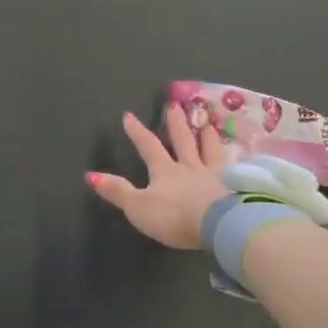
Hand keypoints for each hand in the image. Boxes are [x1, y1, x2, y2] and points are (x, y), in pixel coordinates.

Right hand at [86, 104, 229, 249]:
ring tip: (208, 123)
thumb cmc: (174, 216)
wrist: (218, 224)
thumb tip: (90, 175)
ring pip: (210, 150)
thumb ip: (117, 191)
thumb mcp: (138, 206)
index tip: (128, 115)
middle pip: (183, 140)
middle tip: (176, 104)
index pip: (148, 146)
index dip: (137, 132)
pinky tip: (238, 155)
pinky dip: (232, 159)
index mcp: (165, 171)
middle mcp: (190, 167)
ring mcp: (214, 175)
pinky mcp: (234, 187)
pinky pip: (232, 168)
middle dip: (176, 123)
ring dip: (207, 135)